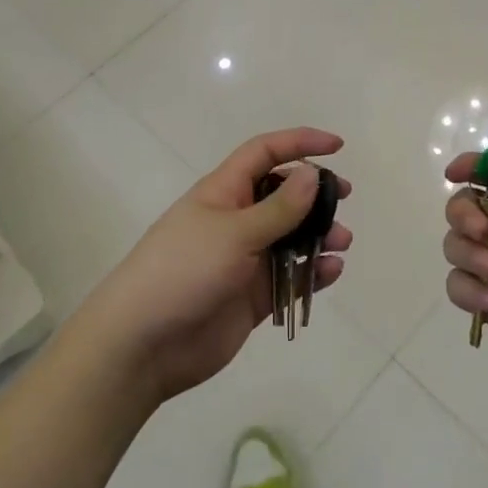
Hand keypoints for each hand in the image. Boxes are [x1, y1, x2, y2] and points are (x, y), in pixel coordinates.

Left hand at [76, 127, 351, 406]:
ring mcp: (244, 260)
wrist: (143, 344)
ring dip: (319, 235)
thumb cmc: (184, 271)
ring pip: (291, 238)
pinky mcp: (252, 296)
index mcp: (224, 192)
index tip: (337, 146)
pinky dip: (312, 273)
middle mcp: (236, 220)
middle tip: (344, 197)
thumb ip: (278, 207)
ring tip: (341, 242)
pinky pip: (289, 277)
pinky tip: (331, 272)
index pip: (265, 153)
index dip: (299, 143)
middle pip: (283, 195)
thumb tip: (311, 173)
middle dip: (314, 193)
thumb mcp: (234, 232)